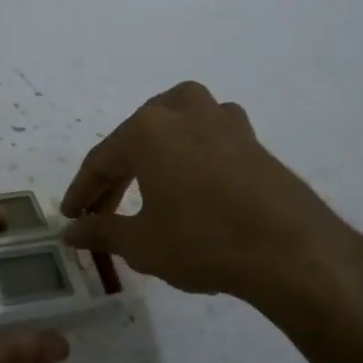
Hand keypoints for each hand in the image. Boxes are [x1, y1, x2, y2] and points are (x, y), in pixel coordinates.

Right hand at [61, 81, 362, 340]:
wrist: (293, 251)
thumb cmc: (204, 242)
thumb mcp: (142, 243)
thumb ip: (101, 232)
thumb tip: (71, 231)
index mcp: (147, 129)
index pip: (101, 161)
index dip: (82, 192)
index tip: (69, 217)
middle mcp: (182, 111)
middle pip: (134, 140)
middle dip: (114, 177)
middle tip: (101, 212)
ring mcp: (222, 119)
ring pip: (172, 127)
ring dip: (152, 155)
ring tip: (144, 186)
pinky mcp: (251, 138)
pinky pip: (206, 137)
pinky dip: (188, 155)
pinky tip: (191, 181)